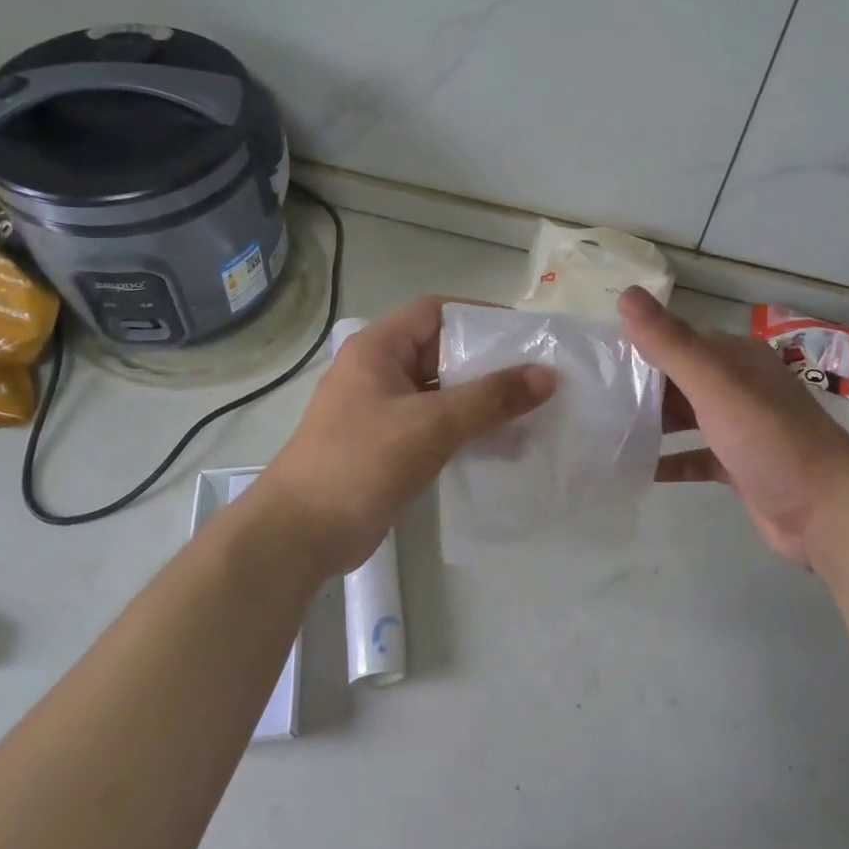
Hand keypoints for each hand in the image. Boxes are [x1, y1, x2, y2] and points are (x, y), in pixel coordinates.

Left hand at [256, 297, 555, 576]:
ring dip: (481, 401)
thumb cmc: (360, 463)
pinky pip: (435, 426)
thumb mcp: (430, 425)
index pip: (436, 313)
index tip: (526, 336)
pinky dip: (466, 430)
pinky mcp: (389, 447)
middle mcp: (379, 372)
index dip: (481, 318)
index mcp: (378, 349)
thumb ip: (490, 399)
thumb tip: (547, 375)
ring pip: (441, 393)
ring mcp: (382, 411)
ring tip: (532, 412)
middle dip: (489, 364)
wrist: (300, 535)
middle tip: (540, 377)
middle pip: (442, 353)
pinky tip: (502, 445)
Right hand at [621, 286, 848, 567]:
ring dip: (651, 423)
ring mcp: (741, 428)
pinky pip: (694, 457)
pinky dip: (669, 461)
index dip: (637, 346)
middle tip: (588, 401)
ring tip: (602, 431)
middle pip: (678, 380)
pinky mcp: (739, 466)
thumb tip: (626, 294)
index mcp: (736, 359)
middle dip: (639, 388)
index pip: (677, 341)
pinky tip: (636, 469)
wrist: (831, 513)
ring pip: (685, 418)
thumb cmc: (772, 441)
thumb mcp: (717, 387)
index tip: (593, 360)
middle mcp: (739, 387)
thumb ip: (672, 344)